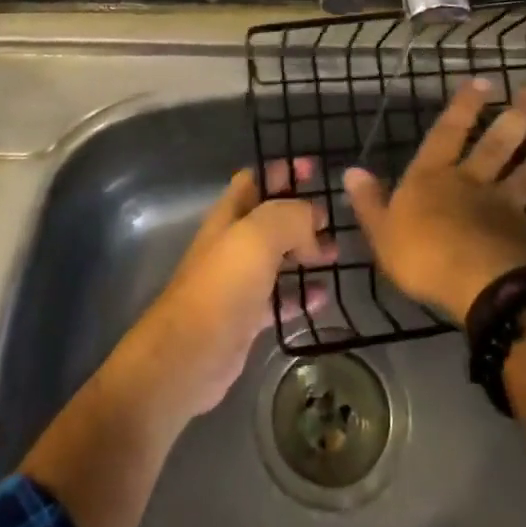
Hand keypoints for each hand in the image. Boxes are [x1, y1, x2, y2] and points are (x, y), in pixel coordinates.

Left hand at [126, 158, 332, 416]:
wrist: (188, 357)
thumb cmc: (222, 286)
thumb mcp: (258, 236)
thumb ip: (291, 216)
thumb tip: (313, 224)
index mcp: (230, 214)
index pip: (257, 178)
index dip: (283, 170)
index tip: (316, 170)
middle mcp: (234, 242)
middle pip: (272, 217)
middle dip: (303, 213)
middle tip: (334, 217)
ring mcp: (240, 280)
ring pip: (279, 256)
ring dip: (307, 252)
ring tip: (337, 253)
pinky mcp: (248, 316)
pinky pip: (281, 297)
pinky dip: (302, 294)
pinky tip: (324, 296)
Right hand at [345, 79, 525, 321]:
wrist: (478, 284)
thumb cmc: (422, 255)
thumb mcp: (381, 231)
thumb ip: (369, 202)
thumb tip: (352, 171)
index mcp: (434, 178)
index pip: (448, 133)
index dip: (464, 107)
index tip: (485, 82)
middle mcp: (472, 183)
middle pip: (497, 145)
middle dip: (517, 117)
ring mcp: (506, 207)